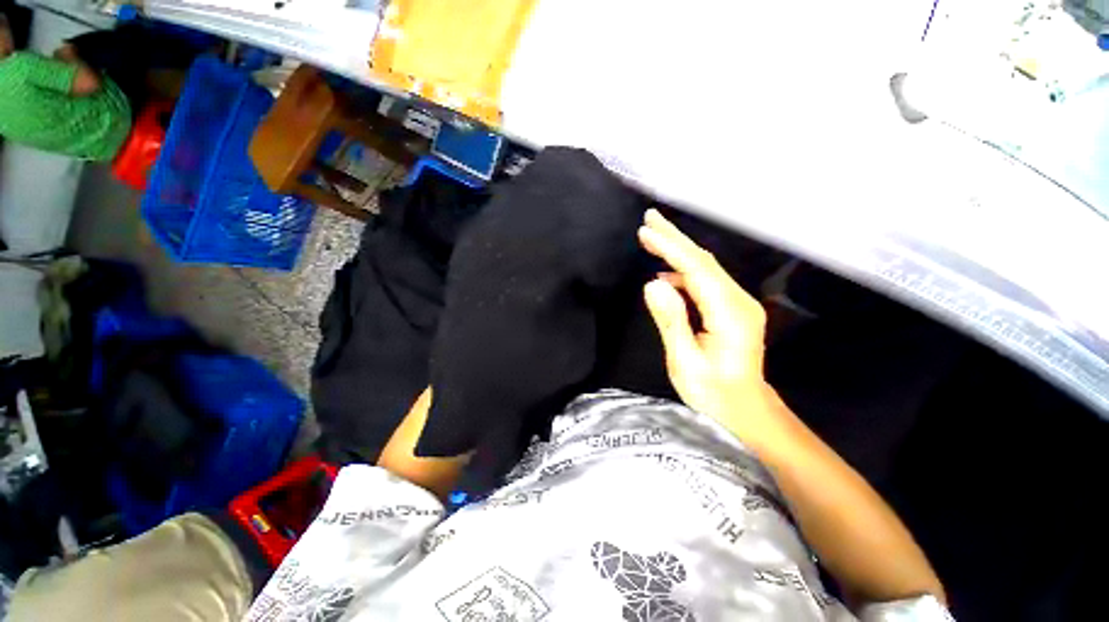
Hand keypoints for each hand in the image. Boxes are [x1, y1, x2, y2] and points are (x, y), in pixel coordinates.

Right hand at [638, 209, 785, 449]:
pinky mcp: (730, 308)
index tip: (647, 230)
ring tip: (651, 240)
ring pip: (705, 267)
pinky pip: (704, 281)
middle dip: (675, 238)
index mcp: (730, 315)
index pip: (697, 270)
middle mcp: (739, 301)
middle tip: (650, 220)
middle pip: (704, 260)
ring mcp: (737, 303)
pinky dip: (682, 272)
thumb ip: (671, 322)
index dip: (671, 248)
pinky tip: (665, 276)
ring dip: (677, 251)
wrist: (744, 410)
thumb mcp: (685, 363)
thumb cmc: (714, 394)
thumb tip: (652, 284)